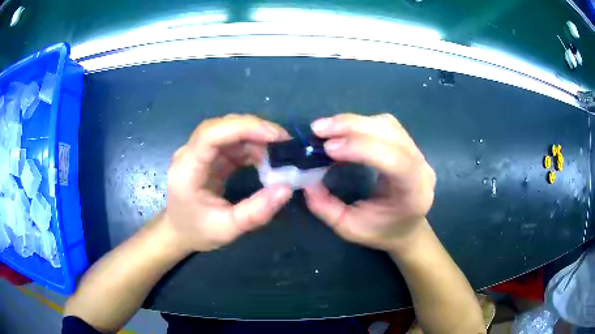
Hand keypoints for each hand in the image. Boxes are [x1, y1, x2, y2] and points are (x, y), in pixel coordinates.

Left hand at [162, 114, 292, 252]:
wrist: (179, 232)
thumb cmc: (197, 231)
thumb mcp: (227, 229)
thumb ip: (255, 212)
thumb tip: (286, 188)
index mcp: (187, 169)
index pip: (211, 135)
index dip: (243, 128)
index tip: (275, 136)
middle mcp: (190, 153)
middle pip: (221, 127)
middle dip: (254, 129)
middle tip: (284, 142)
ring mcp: (200, 153)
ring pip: (229, 132)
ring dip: (256, 138)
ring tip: (281, 152)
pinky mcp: (210, 156)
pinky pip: (233, 143)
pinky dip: (253, 147)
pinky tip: (268, 158)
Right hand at [304, 113, 435, 251]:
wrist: (407, 227)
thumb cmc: (382, 231)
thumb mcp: (350, 228)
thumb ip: (327, 208)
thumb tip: (307, 182)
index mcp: (414, 193)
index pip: (396, 161)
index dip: (363, 149)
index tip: (328, 148)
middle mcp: (421, 167)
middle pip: (392, 134)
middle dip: (353, 127)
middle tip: (318, 129)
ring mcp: (418, 152)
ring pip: (388, 124)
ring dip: (355, 122)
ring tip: (327, 129)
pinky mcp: (408, 144)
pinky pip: (386, 125)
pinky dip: (361, 123)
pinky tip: (344, 130)